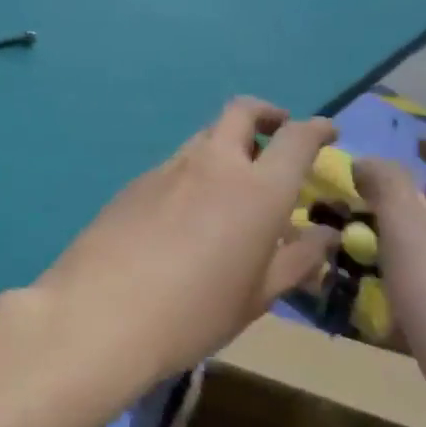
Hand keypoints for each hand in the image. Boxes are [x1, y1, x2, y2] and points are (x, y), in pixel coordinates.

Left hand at [35, 99, 339, 381]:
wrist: (101, 313)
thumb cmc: (194, 314)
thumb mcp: (258, 297)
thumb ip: (296, 259)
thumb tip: (324, 235)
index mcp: (257, 189)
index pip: (296, 137)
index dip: (316, 129)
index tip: (324, 134)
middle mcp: (212, 165)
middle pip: (241, 112)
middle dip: (265, 115)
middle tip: (274, 137)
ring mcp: (166, 170)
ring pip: (203, 138)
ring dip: (224, 146)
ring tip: (229, 187)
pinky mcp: (132, 184)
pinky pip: (172, 167)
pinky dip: (190, 175)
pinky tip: (182, 215)